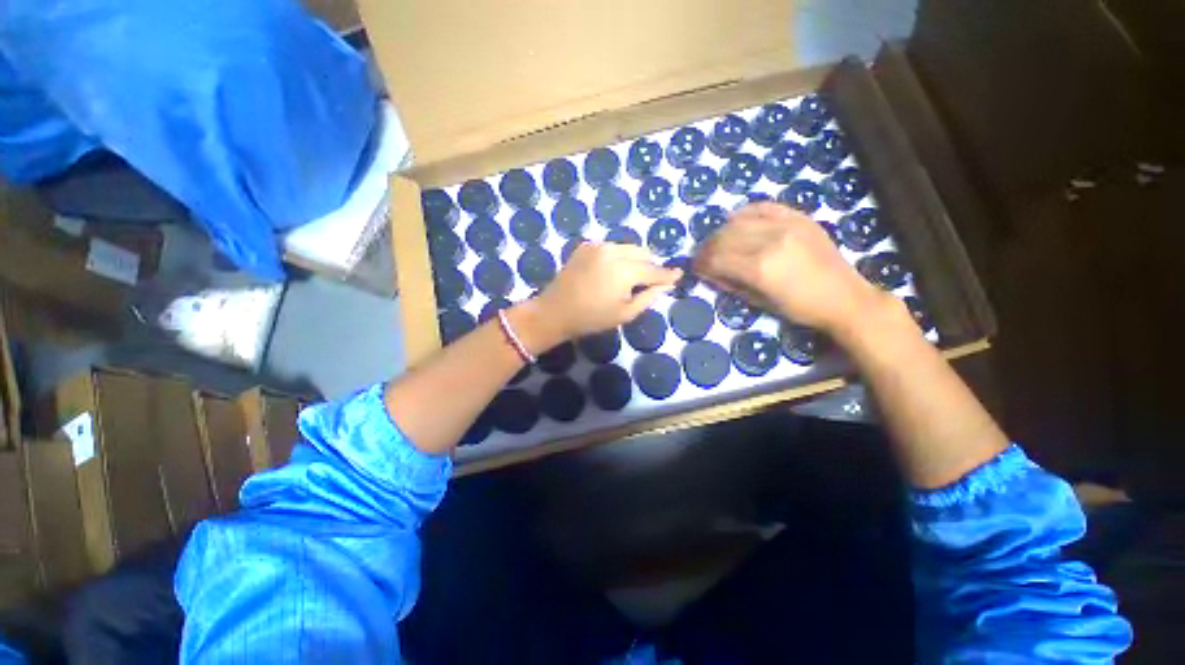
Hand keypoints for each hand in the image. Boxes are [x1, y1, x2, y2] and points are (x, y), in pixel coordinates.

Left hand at [511, 242, 680, 351]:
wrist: (555, 311)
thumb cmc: (592, 318)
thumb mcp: (625, 313)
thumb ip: (649, 296)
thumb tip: (666, 284)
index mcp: (625, 270)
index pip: (654, 270)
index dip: (667, 274)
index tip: (678, 274)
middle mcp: (614, 251)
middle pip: (643, 252)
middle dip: (650, 265)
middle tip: (649, 281)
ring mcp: (598, 245)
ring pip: (627, 247)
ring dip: (634, 259)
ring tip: (628, 277)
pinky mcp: (586, 246)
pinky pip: (611, 247)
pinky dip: (617, 256)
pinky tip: (610, 271)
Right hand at [694, 203, 890, 334]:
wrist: (844, 297)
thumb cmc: (799, 308)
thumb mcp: (759, 302)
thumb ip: (731, 284)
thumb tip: (709, 272)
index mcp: (759, 268)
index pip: (716, 258)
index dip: (701, 262)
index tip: (695, 267)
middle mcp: (769, 241)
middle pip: (723, 237)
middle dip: (707, 247)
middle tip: (703, 256)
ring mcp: (786, 225)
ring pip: (738, 220)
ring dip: (721, 231)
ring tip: (719, 242)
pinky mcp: (799, 217)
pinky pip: (763, 206)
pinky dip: (745, 212)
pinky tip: (737, 221)